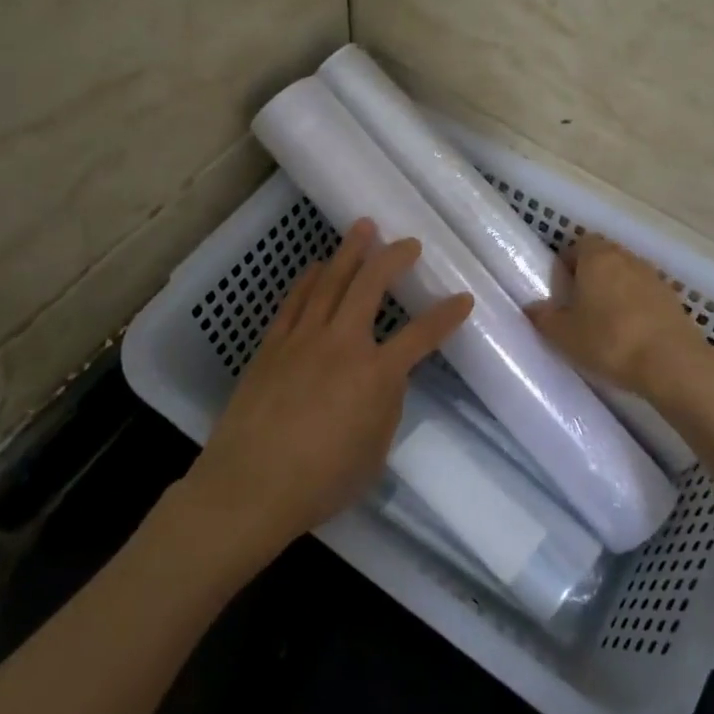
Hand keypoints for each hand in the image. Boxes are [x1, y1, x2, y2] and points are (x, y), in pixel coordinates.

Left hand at [185, 218, 474, 552]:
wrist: (250, 487)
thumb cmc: (321, 481)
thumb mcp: (375, 450)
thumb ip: (386, 405)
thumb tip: (385, 377)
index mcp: (376, 374)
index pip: (422, 335)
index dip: (446, 315)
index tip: (464, 298)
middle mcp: (343, 343)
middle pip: (371, 285)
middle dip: (394, 258)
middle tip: (408, 243)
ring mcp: (304, 339)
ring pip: (331, 281)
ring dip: (350, 251)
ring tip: (363, 226)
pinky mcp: (273, 345)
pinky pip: (295, 300)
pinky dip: (310, 279)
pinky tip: (318, 266)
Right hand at [528, 233, 713, 403]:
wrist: (671, 363)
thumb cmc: (609, 341)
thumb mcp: (564, 335)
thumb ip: (544, 318)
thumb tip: (532, 307)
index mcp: (597, 257)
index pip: (578, 244)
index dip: (568, 264)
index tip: (561, 289)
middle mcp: (626, 258)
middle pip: (604, 257)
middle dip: (591, 276)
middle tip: (579, 307)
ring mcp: (654, 277)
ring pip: (626, 275)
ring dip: (615, 292)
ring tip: (605, 323)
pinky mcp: (673, 299)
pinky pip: (646, 295)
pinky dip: (636, 307)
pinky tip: (631, 334)